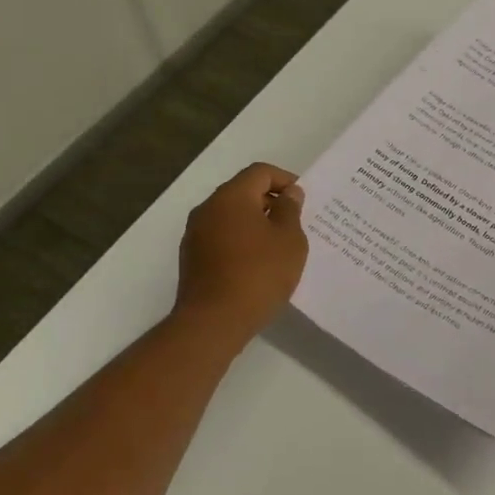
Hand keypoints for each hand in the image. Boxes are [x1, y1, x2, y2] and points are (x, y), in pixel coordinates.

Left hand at [174, 163, 307, 340]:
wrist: (213, 322)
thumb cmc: (258, 274)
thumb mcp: (289, 240)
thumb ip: (290, 210)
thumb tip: (288, 194)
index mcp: (231, 197)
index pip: (260, 172)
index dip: (285, 180)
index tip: (303, 200)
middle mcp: (208, 208)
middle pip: (243, 192)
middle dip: (270, 202)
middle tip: (295, 222)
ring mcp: (195, 234)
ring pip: (231, 216)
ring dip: (255, 223)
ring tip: (278, 245)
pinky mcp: (192, 258)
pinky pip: (221, 237)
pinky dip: (241, 241)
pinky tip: (257, 264)